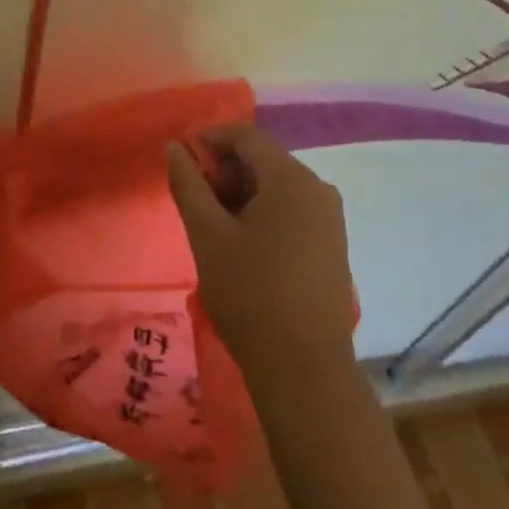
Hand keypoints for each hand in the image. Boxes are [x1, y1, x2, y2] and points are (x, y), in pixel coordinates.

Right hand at [167, 126, 355, 379]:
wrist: (305, 372)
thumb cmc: (250, 294)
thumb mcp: (206, 234)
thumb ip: (188, 183)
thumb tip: (175, 146)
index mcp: (290, 178)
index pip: (245, 136)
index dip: (210, 138)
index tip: (182, 156)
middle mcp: (317, 188)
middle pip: (263, 159)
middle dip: (225, 168)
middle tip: (194, 194)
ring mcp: (330, 218)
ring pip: (277, 185)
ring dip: (242, 191)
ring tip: (213, 221)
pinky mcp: (333, 245)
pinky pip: (292, 209)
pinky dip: (264, 211)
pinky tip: (242, 242)